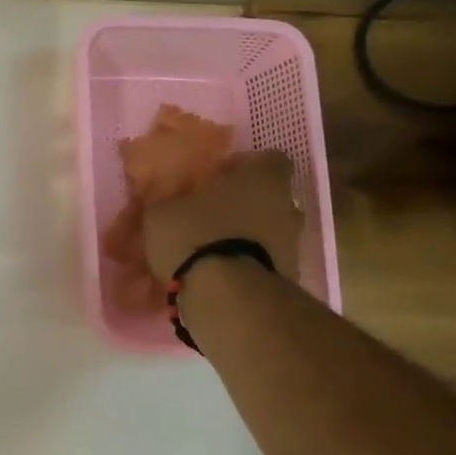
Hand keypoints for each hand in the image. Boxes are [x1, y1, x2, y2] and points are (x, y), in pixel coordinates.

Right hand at [140, 149, 302, 283]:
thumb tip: (169, 202)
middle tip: (215, 215)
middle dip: (248, 205)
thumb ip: (171, 201)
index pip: (269, 159)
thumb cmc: (195, 236)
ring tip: (216, 251)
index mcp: (261, 178)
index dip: (246, 167)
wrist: (225, 295)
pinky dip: (249, 265)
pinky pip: (267, 261)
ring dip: (250, 237)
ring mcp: (293, 243)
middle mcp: (287, 205)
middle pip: (272, 198)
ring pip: (272, 231)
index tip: (220, 179)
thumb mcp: (162, 213)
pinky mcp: (289, 277)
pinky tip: (222, 276)